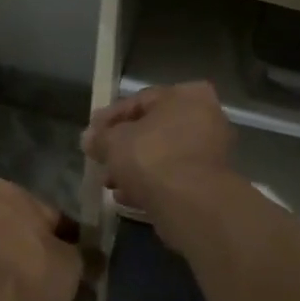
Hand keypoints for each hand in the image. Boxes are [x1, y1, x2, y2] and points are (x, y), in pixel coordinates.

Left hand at [0, 180, 81, 300]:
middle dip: (34, 250)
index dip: (68, 238)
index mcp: (3, 192)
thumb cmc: (31, 275)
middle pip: (16, 230)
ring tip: (33, 298)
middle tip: (55, 279)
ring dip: (11, 267)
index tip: (78, 261)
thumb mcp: (73, 263)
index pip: (48, 213)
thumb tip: (94, 258)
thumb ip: (84, 254)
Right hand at [82, 82, 236, 222]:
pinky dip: (150, 184)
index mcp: (187, 96)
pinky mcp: (208, 183)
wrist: (190, 204)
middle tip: (100, 159)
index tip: (91, 133)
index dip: (110, 118)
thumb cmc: (152, 158)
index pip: (140, 101)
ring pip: (162, 156)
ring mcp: (210, 152)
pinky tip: (125, 197)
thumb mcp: (114, 142)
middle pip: (153, 130)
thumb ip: (99, 137)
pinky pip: (172, 178)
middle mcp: (205, 118)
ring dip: (134, 168)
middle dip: (123, 147)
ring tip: (109, 182)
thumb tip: (89, 138)